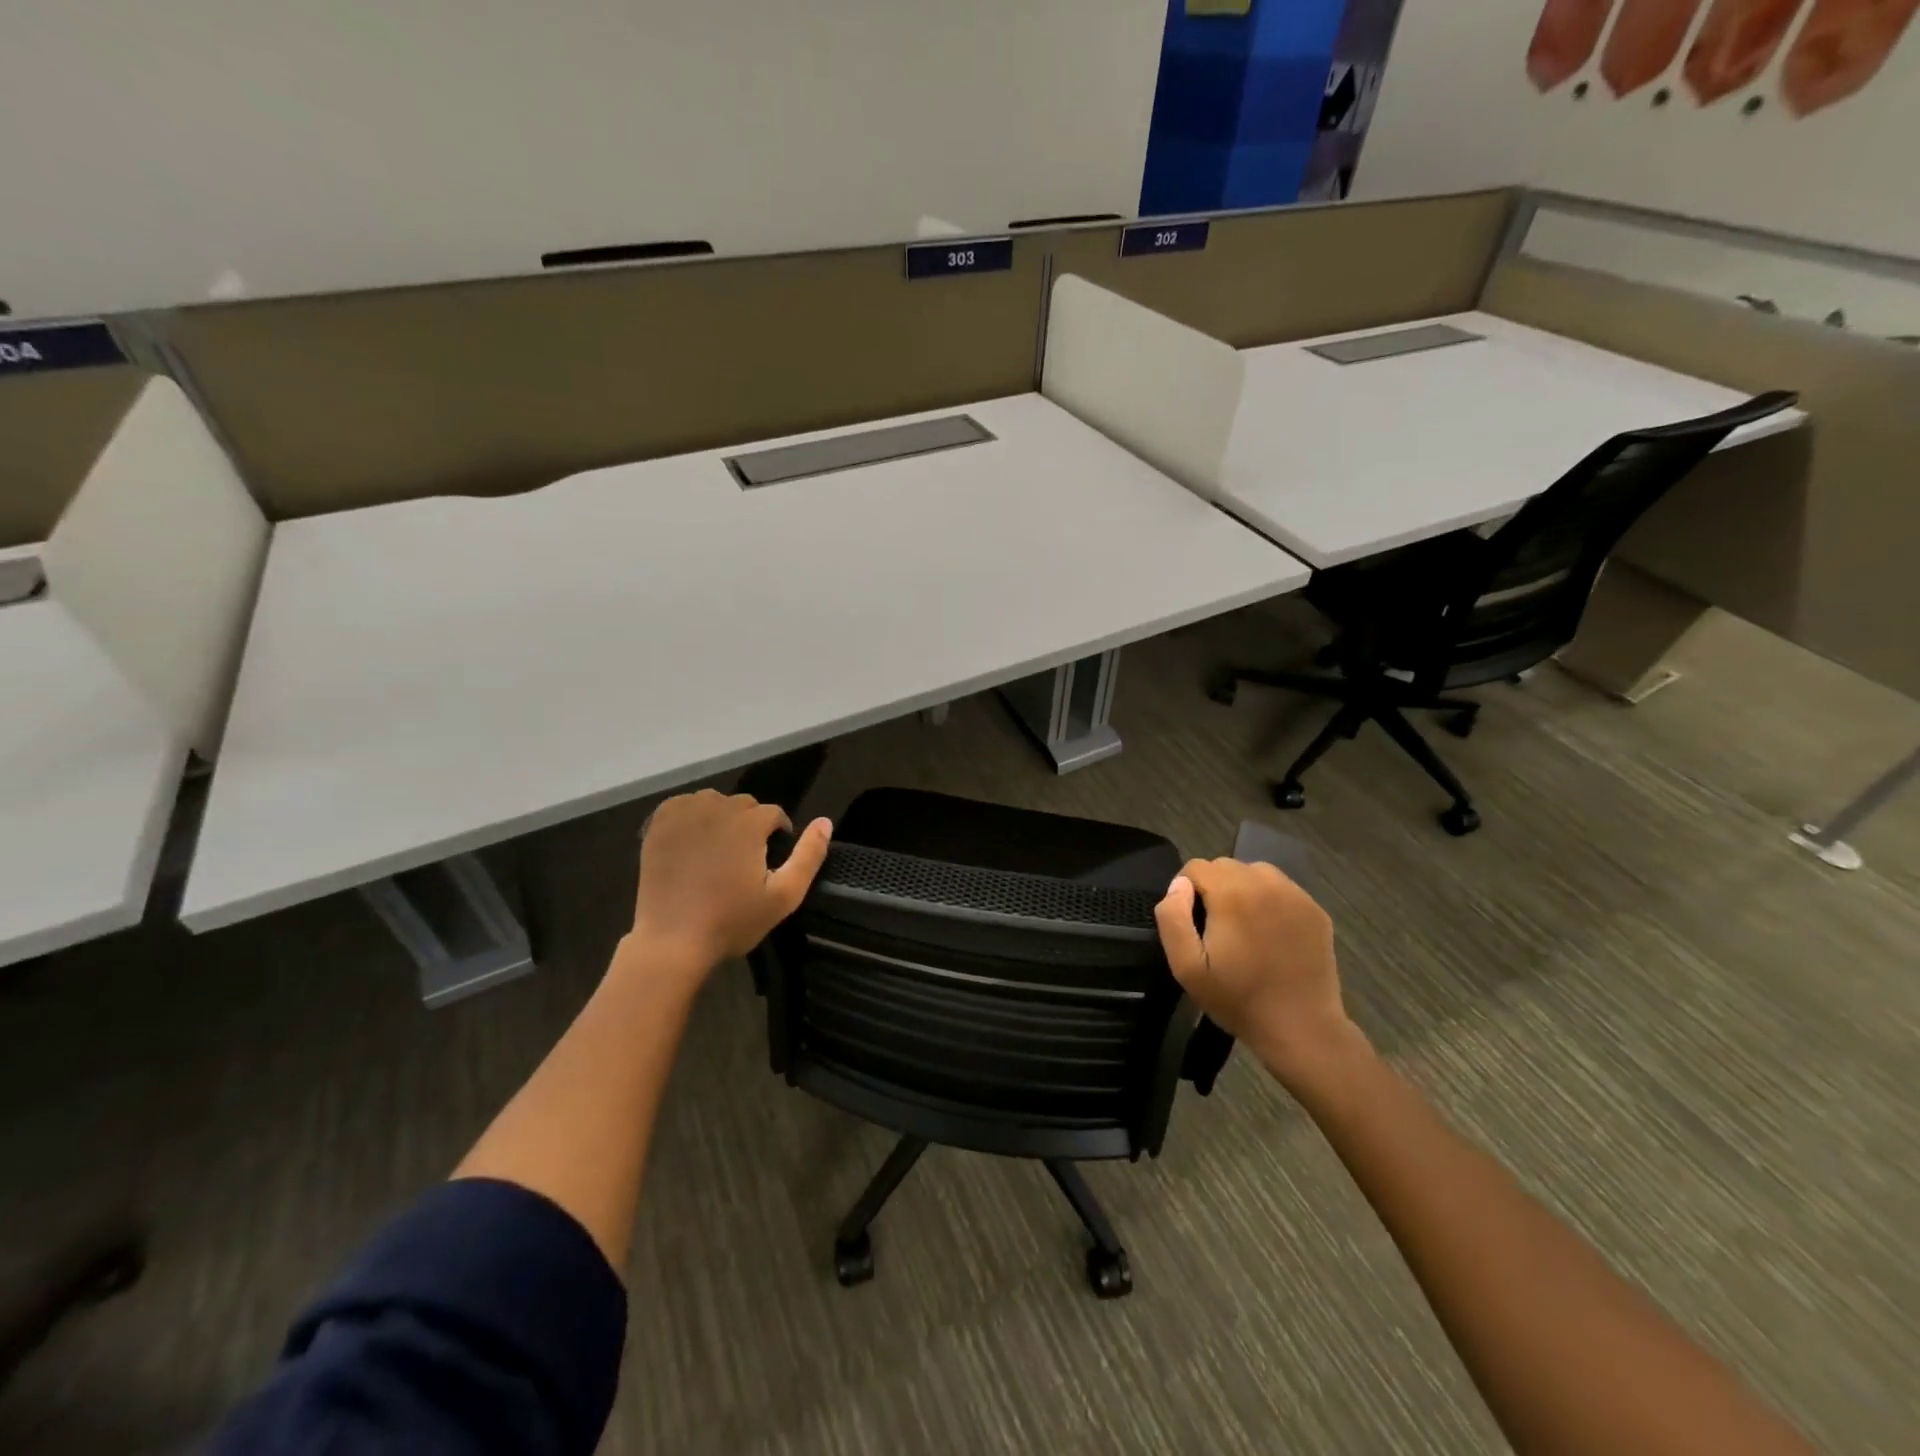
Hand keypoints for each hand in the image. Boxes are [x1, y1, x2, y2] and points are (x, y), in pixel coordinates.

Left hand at [628, 790, 831, 979]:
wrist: (672, 941)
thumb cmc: (732, 921)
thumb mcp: (784, 896)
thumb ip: (808, 856)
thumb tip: (825, 822)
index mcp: (749, 823)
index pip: (774, 814)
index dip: (777, 836)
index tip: (769, 862)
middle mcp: (717, 808)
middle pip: (744, 805)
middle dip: (750, 825)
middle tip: (743, 860)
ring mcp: (684, 814)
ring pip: (713, 802)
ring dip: (721, 818)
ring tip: (718, 851)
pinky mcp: (658, 824)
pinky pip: (683, 805)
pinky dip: (691, 817)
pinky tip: (692, 842)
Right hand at [1154, 858, 1359, 1089]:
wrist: (1301, 1028)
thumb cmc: (1238, 999)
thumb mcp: (1186, 967)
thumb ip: (1172, 918)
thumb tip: (1179, 886)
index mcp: (1232, 893)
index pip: (1196, 867)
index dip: (1185, 890)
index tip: (1191, 922)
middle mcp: (1266, 883)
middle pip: (1226, 865)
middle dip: (1213, 887)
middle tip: (1215, 927)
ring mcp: (1296, 895)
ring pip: (1256, 872)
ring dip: (1242, 889)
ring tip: (1242, 925)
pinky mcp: (1315, 910)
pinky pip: (1282, 889)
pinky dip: (1270, 900)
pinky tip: (1269, 933)